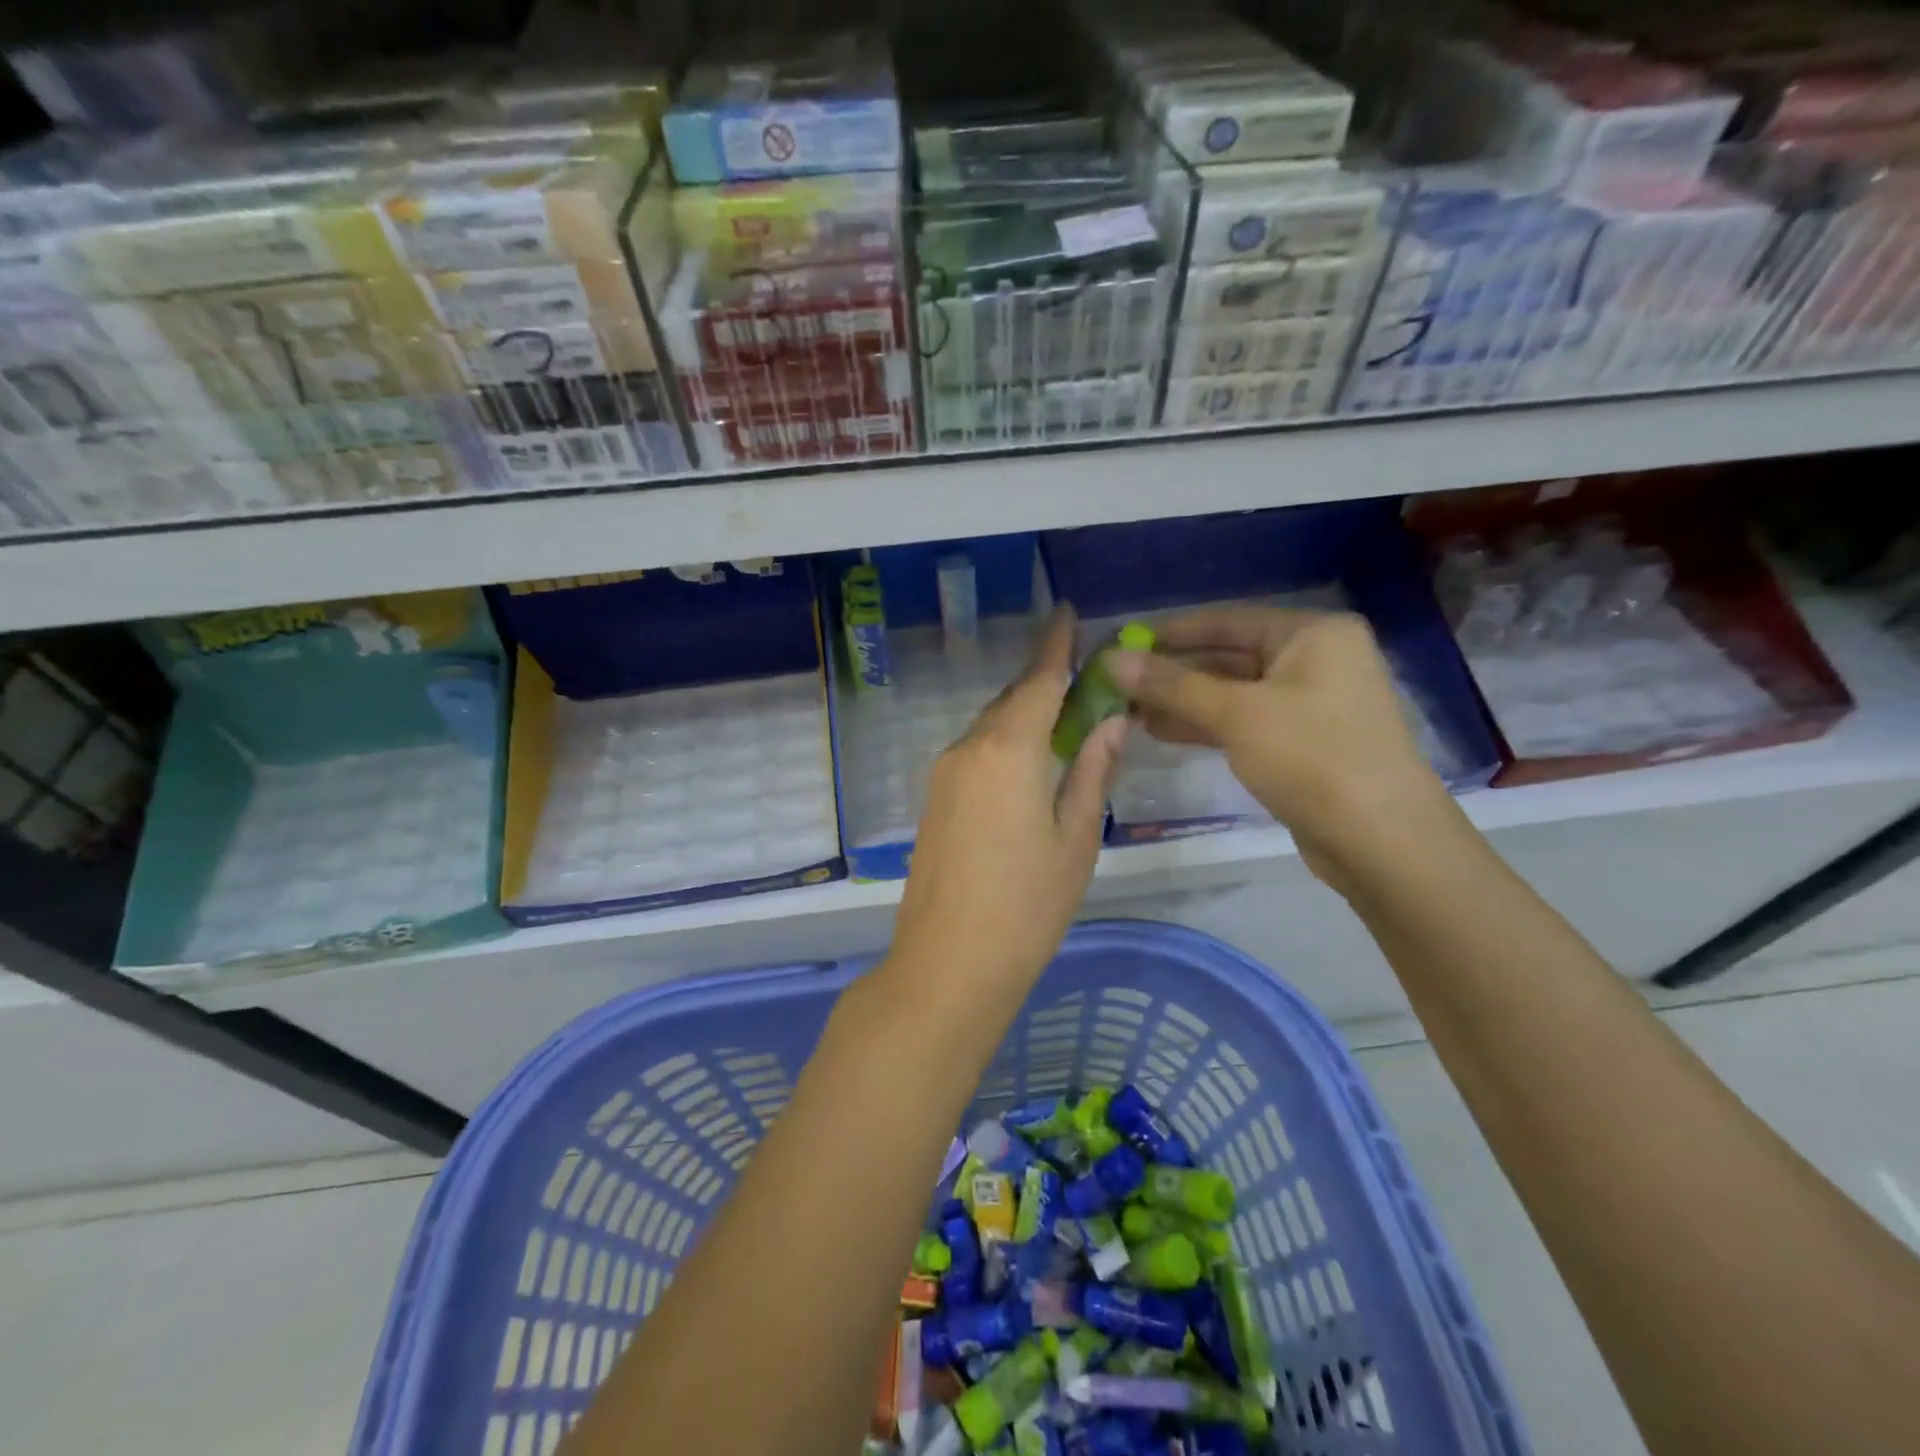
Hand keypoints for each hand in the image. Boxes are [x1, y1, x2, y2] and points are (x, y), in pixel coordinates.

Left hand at [886, 608, 1127, 1005]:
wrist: (949, 963)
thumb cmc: (1027, 905)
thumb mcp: (1076, 838)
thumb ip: (1092, 771)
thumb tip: (1110, 721)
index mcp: (1008, 750)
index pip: (1038, 681)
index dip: (1056, 645)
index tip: (1068, 614)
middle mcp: (968, 749)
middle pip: (1012, 700)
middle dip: (1045, 681)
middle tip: (1082, 675)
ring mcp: (944, 774)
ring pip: (991, 726)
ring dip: (1024, 713)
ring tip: (1064, 717)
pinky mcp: (935, 799)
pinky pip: (976, 752)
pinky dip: (1005, 742)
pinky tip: (1028, 761)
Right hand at [1105, 608, 1454, 886]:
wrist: (1381, 841)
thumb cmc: (1312, 757)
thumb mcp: (1236, 714)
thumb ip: (1171, 685)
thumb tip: (1111, 659)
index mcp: (1313, 634)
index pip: (1228, 620)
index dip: (1171, 632)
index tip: (1123, 641)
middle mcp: (1316, 659)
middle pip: (1229, 656)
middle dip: (1173, 672)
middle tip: (1118, 682)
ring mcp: (1310, 704)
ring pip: (1232, 693)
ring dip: (1183, 701)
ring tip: (1128, 710)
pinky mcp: (1302, 743)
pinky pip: (1243, 722)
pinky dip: (1205, 725)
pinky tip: (1161, 732)